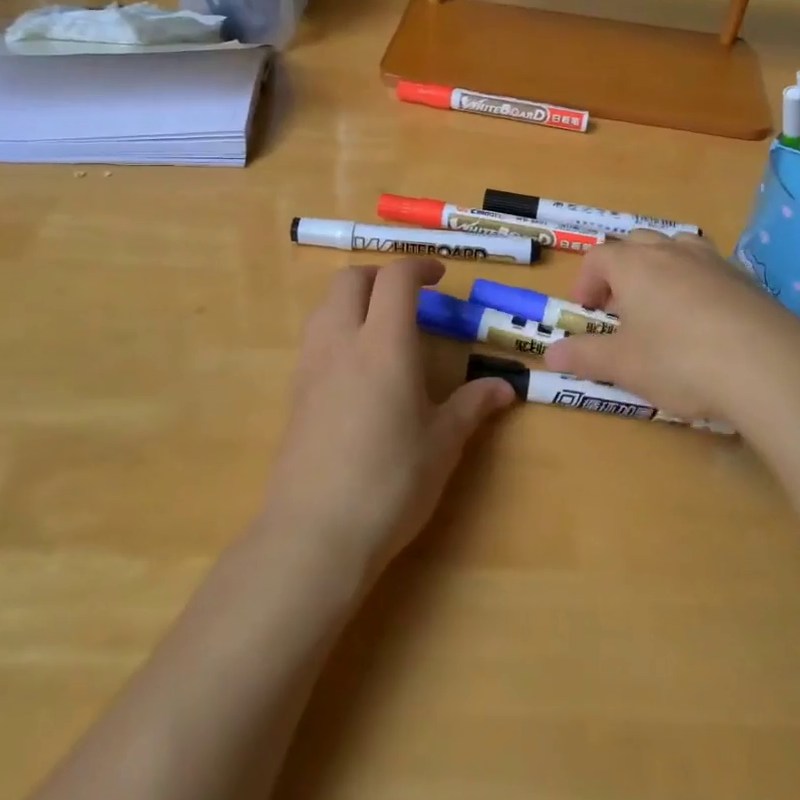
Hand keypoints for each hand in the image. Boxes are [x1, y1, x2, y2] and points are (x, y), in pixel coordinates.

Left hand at [261, 258, 514, 580]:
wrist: (314, 533)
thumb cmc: (390, 482)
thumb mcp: (442, 444)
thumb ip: (471, 406)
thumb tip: (504, 388)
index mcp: (384, 344)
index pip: (395, 279)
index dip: (418, 266)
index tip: (438, 277)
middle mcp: (341, 342)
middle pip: (350, 279)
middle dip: (380, 275)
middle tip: (409, 297)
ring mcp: (311, 366)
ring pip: (326, 305)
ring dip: (354, 299)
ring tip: (382, 327)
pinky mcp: (294, 393)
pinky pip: (315, 338)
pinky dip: (337, 330)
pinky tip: (358, 369)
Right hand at [553, 231, 799, 437]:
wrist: (768, 366)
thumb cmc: (679, 360)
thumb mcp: (624, 365)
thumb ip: (584, 356)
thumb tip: (550, 354)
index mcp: (634, 264)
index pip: (598, 257)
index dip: (586, 281)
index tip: (587, 311)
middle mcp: (671, 251)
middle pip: (637, 243)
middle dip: (622, 270)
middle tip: (621, 308)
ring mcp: (712, 261)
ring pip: (677, 248)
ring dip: (661, 269)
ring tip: (662, 307)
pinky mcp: (746, 280)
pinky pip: (710, 270)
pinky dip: (697, 285)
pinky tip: (705, 323)